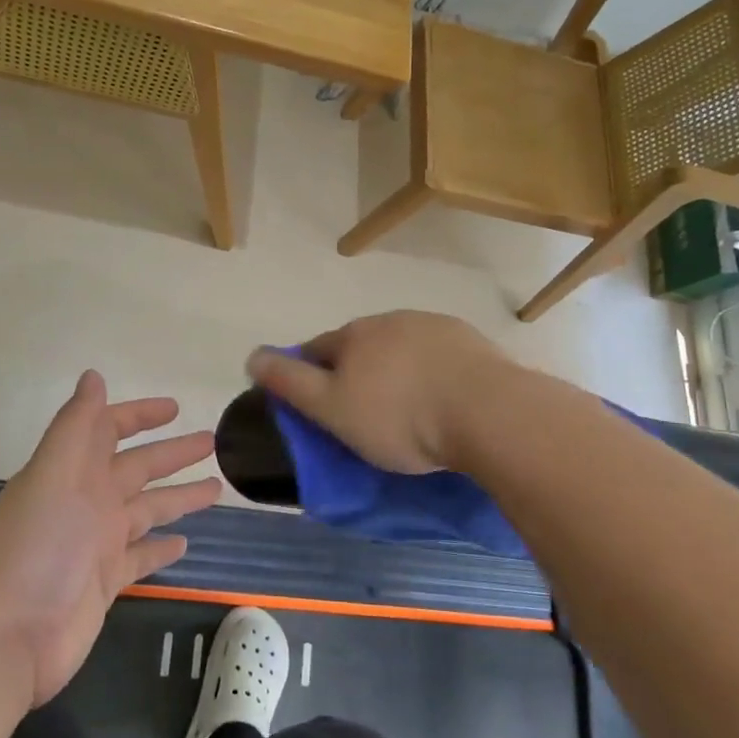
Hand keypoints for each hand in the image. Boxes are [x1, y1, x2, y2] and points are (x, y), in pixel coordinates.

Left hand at [0, 371, 219, 706]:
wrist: (9, 635)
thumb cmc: (36, 546)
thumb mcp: (54, 474)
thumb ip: (76, 425)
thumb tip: (94, 375)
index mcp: (73, 471)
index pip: (109, 430)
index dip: (139, 415)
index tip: (176, 408)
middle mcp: (87, 501)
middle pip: (138, 468)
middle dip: (173, 453)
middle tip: (214, 442)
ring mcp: (97, 543)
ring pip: (147, 510)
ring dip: (178, 497)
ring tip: (217, 487)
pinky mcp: (105, 582)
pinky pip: (141, 557)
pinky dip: (161, 549)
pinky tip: (185, 543)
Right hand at [245, 311, 512, 472]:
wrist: (487, 412)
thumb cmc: (399, 417)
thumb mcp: (331, 408)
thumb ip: (289, 382)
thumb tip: (251, 355)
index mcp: (353, 336)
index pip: (317, 349)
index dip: (310, 374)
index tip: (316, 404)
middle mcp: (390, 320)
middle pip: (360, 345)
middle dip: (355, 370)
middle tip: (363, 412)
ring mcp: (433, 326)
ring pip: (400, 347)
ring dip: (395, 369)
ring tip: (407, 408)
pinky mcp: (470, 340)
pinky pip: (437, 355)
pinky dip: (431, 372)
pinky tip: (442, 398)